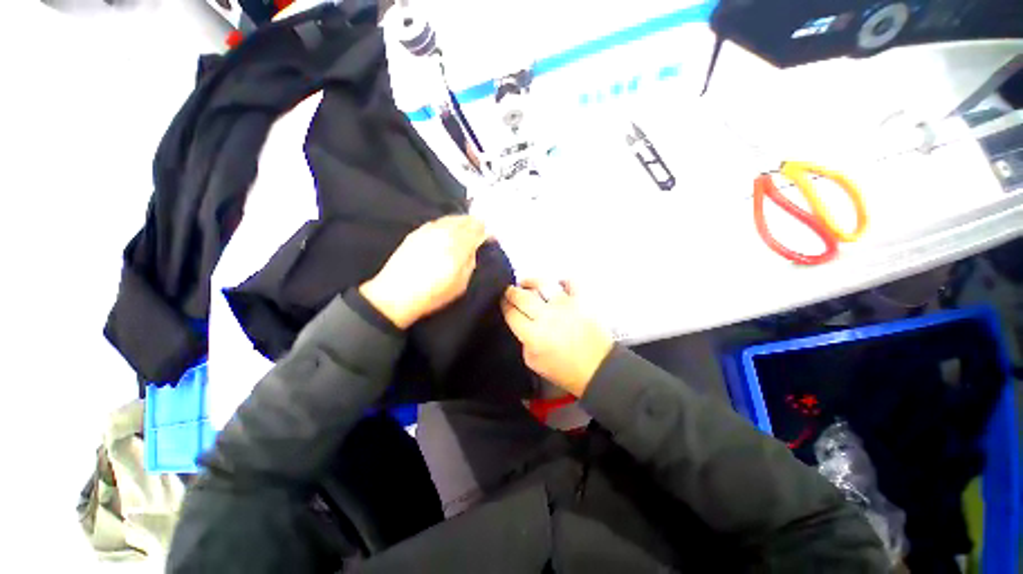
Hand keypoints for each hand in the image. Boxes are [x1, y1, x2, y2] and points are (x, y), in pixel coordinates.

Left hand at [361, 215, 487, 328]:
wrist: (396, 294)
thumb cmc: (434, 293)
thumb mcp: (461, 283)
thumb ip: (471, 261)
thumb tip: (475, 247)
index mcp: (458, 244)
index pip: (478, 229)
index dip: (486, 232)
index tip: (491, 238)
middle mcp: (444, 231)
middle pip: (465, 219)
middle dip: (475, 224)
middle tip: (481, 231)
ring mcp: (429, 229)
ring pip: (450, 218)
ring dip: (461, 222)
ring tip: (466, 230)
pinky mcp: (416, 232)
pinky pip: (437, 222)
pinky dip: (447, 224)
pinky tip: (447, 231)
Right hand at [501, 279, 613, 396]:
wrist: (598, 369)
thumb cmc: (565, 370)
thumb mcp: (534, 363)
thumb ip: (524, 342)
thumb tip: (522, 323)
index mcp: (533, 335)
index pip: (512, 313)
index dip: (504, 305)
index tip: (503, 302)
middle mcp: (547, 316)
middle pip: (522, 296)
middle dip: (511, 291)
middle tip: (509, 290)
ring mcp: (566, 305)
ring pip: (542, 284)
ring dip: (530, 281)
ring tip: (526, 282)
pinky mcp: (582, 300)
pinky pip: (570, 282)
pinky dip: (562, 281)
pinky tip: (557, 285)